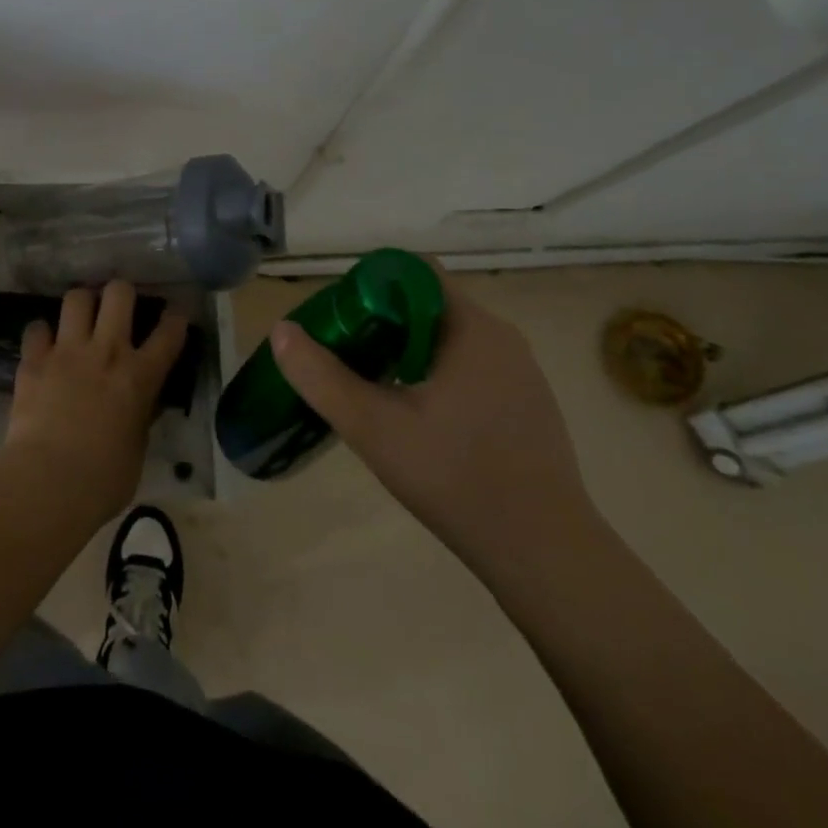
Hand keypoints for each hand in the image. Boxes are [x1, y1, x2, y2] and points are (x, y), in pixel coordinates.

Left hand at [1, 281, 188, 527]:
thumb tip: (143, 405)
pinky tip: (43, 344)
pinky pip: (36, 328)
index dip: (176, 318)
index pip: (169, 332)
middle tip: (118, 307)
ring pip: (76, 297)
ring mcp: (68, 351)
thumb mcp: (137, 448)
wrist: (49, 483)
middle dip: (121, 293)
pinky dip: (41, 333)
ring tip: (80, 317)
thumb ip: (141, 417)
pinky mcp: (34, 361)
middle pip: (119, 293)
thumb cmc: (104, 479)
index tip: (174, 314)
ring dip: (81, 304)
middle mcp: (107, 351)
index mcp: (140, 375)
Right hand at [270, 273, 596, 585]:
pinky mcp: (527, 403)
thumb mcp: (373, 427)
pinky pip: (470, 368)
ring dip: (407, 351)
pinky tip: (417, 418)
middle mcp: (501, 337)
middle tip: (346, 354)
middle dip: (381, 322)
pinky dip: (435, 375)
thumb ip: (321, 377)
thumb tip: (281, 331)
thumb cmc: (456, 478)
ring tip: (372, 386)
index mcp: (472, 328)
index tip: (340, 318)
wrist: (546, 554)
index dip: (369, 285)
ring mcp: (520, 372)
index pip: (413, 273)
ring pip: (448, 339)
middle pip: (427, 305)